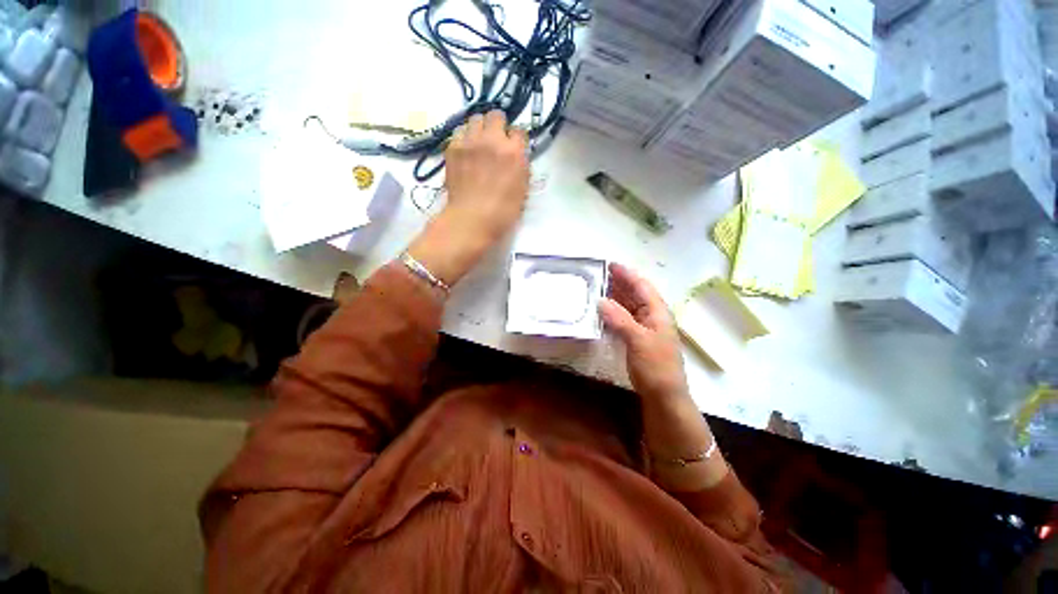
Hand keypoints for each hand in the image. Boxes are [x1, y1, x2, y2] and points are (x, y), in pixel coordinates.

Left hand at [406, 111, 528, 287]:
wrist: (471, 219)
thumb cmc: (502, 212)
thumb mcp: (522, 191)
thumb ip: (521, 167)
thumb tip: (517, 156)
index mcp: (514, 153)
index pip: (519, 131)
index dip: (516, 140)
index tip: (514, 149)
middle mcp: (493, 140)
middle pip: (496, 115)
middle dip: (498, 126)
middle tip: (496, 141)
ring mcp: (470, 142)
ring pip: (475, 119)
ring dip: (480, 129)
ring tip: (479, 144)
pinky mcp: (453, 148)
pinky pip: (460, 132)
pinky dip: (464, 139)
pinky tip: (466, 153)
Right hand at [599, 263, 688, 402]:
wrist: (663, 397)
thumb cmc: (655, 366)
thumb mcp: (638, 340)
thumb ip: (619, 319)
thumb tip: (600, 300)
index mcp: (657, 312)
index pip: (642, 286)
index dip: (627, 274)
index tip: (609, 264)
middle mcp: (652, 316)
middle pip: (634, 294)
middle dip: (618, 283)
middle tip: (597, 275)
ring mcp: (644, 328)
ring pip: (628, 306)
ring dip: (614, 297)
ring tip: (596, 289)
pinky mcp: (637, 339)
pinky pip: (623, 319)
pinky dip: (612, 313)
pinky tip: (601, 312)